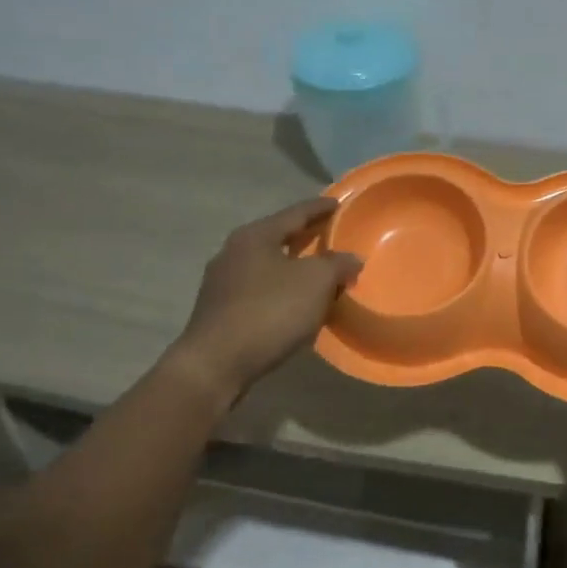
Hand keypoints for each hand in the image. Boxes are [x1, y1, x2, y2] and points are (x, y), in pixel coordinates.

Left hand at [174, 197, 361, 400]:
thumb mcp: (316, 282)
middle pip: (278, 237)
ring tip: (318, 272)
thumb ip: (337, 265)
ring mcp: (222, 282)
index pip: (295, 213)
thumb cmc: (270, 312)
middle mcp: (234, 251)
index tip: (339, 204)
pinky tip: (295, 302)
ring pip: (268, 265)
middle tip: (331, 236)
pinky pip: (259, 290)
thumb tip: (350, 259)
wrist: (216, 364)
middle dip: (306, 237)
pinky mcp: (220, 310)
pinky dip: (280, 289)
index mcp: (255, 235)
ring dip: (293, 266)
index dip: (320, 208)